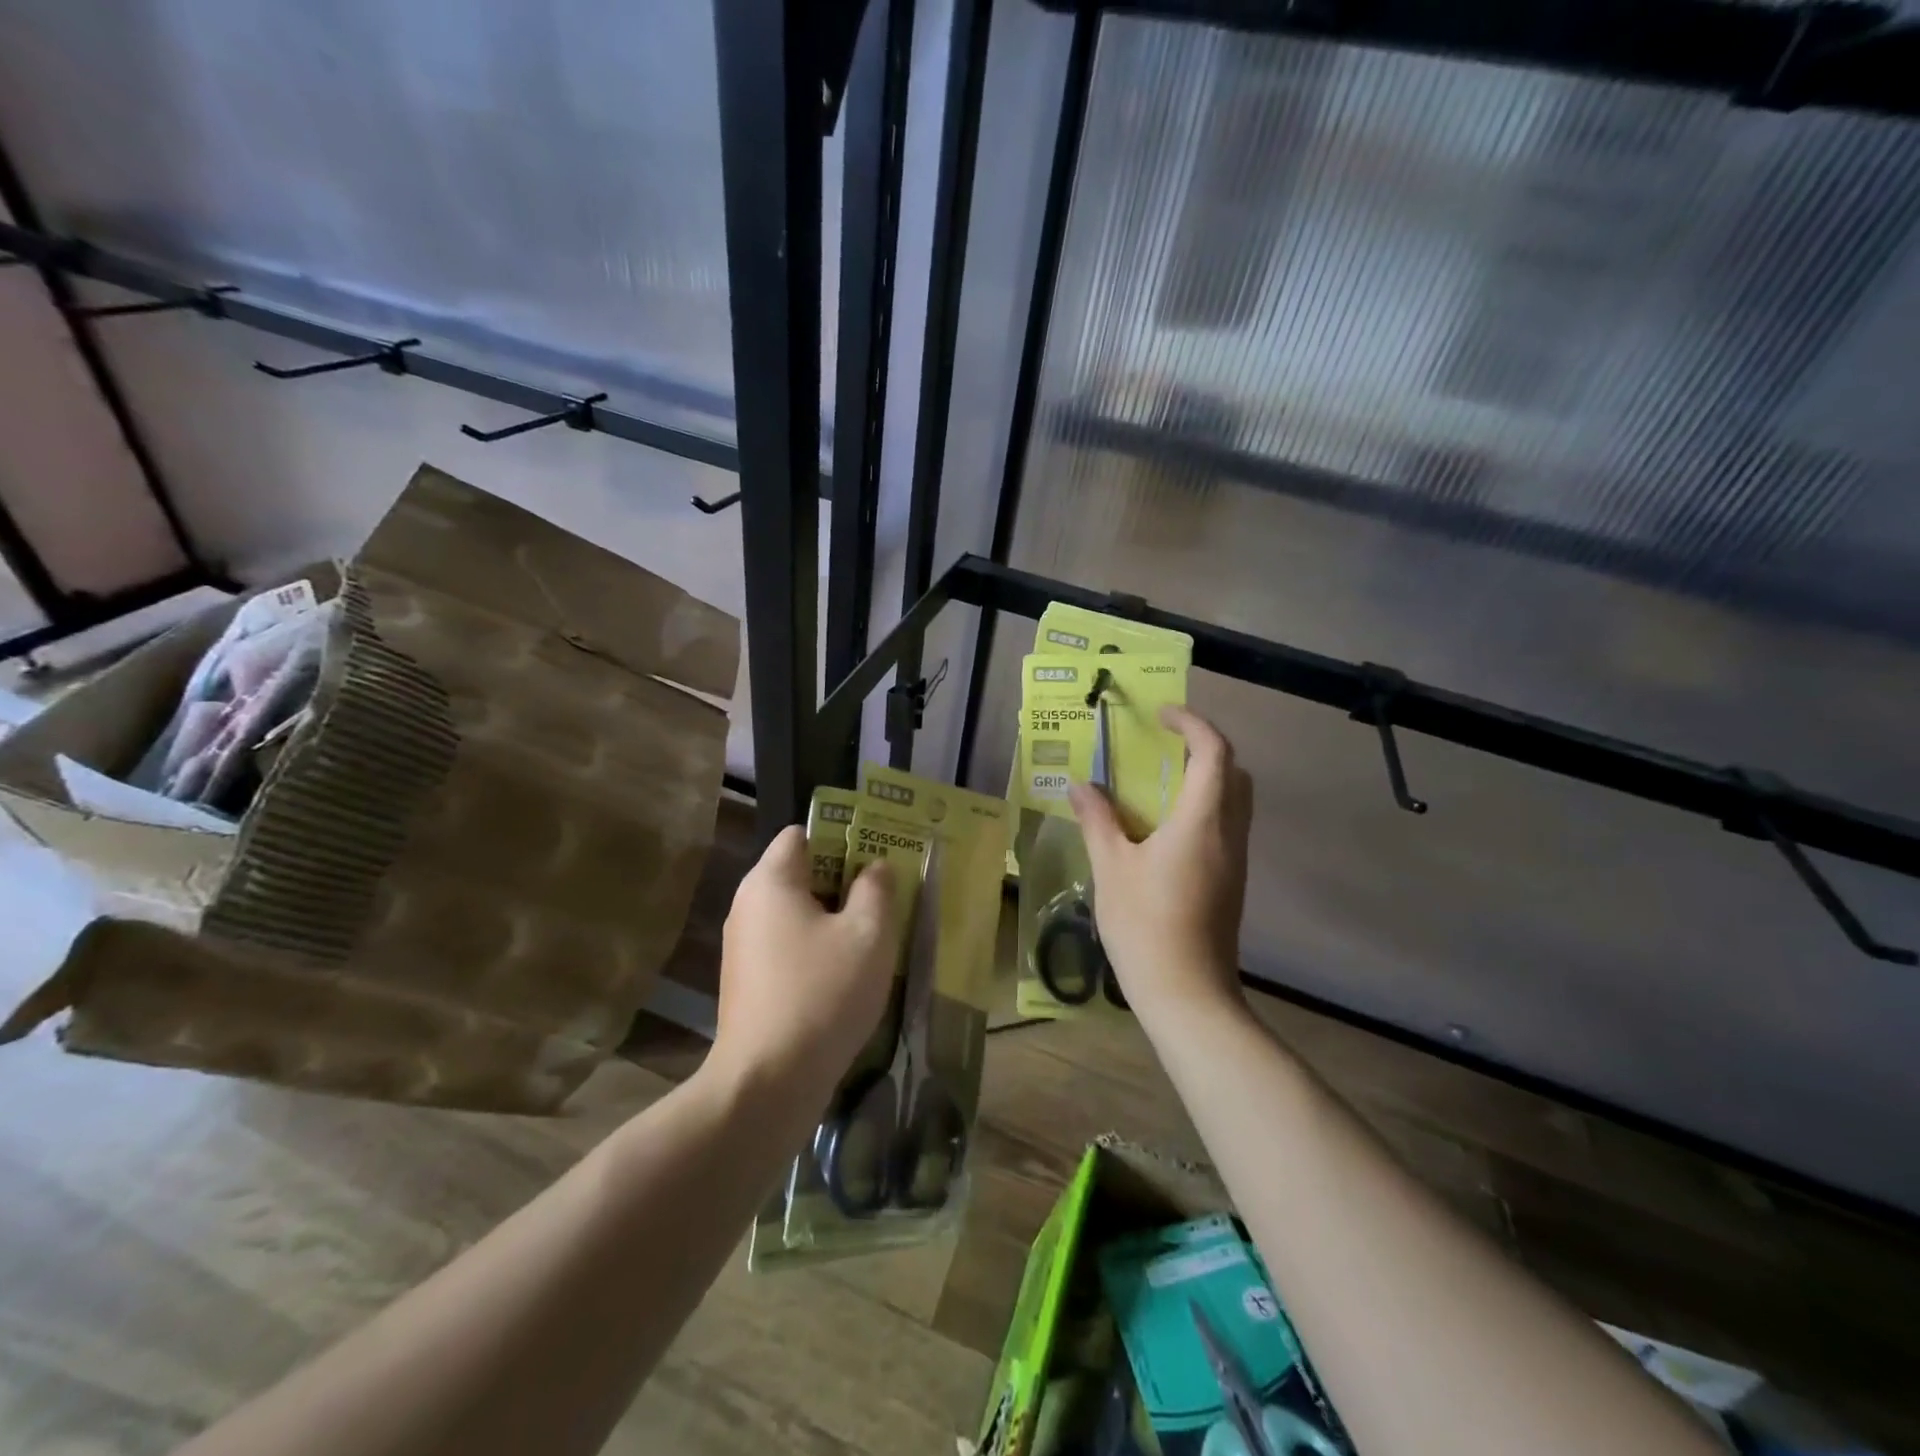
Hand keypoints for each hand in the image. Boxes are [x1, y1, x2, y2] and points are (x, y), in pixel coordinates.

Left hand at [709, 826, 897, 1100]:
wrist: (767, 1083)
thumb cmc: (823, 994)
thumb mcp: (867, 935)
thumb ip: (876, 889)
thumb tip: (874, 866)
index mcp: (770, 881)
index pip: (803, 833)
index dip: (843, 837)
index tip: (878, 858)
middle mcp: (748, 905)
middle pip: (801, 871)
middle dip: (845, 879)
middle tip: (886, 897)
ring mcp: (743, 945)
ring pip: (797, 911)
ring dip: (834, 917)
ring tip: (874, 936)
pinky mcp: (747, 980)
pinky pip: (787, 944)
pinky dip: (816, 947)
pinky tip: (846, 973)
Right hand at [1069, 705, 1251, 1021]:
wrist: (1187, 994)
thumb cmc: (1145, 925)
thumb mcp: (1111, 867)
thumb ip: (1097, 820)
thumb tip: (1080, 785)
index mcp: (1202, 821)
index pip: (1214, 752)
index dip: (1192, 723)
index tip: (1162, 714)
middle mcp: (1229, 834)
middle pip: (1234, 773)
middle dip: (1204, 749)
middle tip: (1163, 748)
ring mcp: (1236, 861)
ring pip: (1234, 801)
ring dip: (1204, 780)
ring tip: (1157, 785)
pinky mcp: (1232, 882)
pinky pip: (1226, 827)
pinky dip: (1203, 809)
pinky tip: (1163, 830)